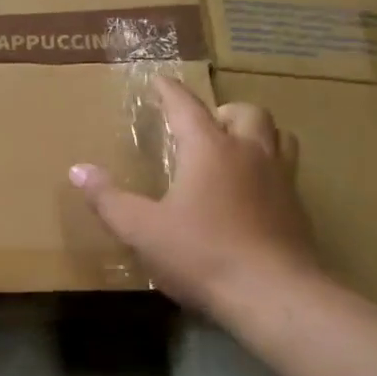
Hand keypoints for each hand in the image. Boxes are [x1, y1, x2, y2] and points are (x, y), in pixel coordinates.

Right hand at [69, 77, 322, 316]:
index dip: (169, 91)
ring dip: (256, 135)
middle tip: (205, 127)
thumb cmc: (201, 255)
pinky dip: (268, 171)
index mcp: (210, 150)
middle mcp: (250, 154)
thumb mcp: (142, 230)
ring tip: (235, 152)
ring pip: (279, 137)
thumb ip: (109, 199)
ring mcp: (281, 181)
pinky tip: (252, 197)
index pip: (186, 107)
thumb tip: (78, 170)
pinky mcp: (298, 211)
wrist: (272, 295)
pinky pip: (287, 173)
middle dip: (223, 111)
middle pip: (247, 112)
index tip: (159, 80)